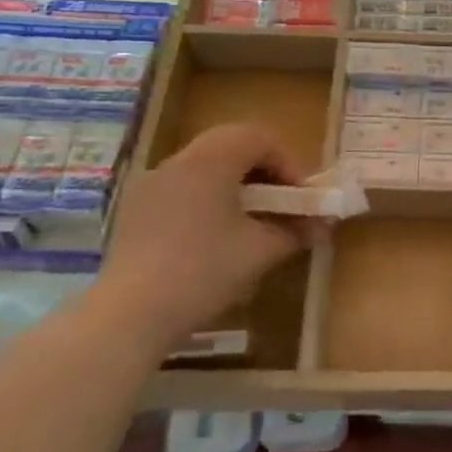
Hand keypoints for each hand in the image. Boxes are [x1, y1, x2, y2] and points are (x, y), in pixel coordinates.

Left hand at [93, 124, 316, 355]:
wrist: (130, 314)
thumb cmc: (203, 271)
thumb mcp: (260, 251)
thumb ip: (294, 231)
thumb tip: (321, 226)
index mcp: (211, 160)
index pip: (259, 137)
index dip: (288, 162)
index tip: (299, 197)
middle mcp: (178, 160)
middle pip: (229, 144)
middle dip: (262, 168)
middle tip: (278, 200)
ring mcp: (151, 184)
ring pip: (202, 165)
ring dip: (233, 182)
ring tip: (248, 219)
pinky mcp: (135, 210)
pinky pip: (180, 187)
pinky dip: (205, 197)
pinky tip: (211, 235)